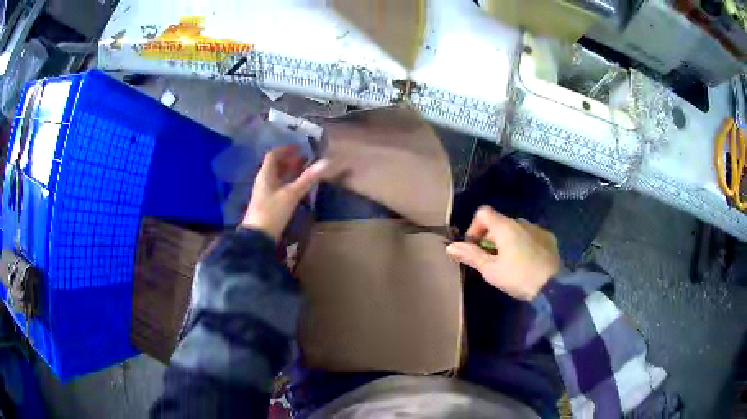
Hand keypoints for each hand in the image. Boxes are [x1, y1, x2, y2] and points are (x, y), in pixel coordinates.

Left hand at [242, 146, 335, 242]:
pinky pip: (277, 187)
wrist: (258, 237)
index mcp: (265, 174)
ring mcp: (264, 192)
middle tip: (305, 161)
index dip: (286, 150)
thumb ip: (308, 178)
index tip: (300, 149)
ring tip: (303, 173)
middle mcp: (263, 180)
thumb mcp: (292, 194)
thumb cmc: (273, 212)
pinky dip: (287, 183)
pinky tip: (296, 189)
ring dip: (289, 173)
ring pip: (276, 177)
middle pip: (275, 165)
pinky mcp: (266, 203)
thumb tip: (326, 162)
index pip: (273, 155)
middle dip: (289, 161)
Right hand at [446, 206, 560, 300]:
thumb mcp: (490, 270)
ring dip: (507, 240)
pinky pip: (531, 235)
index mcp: (505, 226)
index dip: (474, 227)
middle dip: (490, 238)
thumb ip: (471, 256)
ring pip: (516, 229)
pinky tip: (526, 261)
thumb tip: (450, 247)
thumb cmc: (518, 277)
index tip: (475, 247)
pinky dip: (524, 243)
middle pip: (499, 222)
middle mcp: (521, 221)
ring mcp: (537, 228)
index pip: (483, 212)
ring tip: (509, 262)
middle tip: (490, 260)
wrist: (553, 287)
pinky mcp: (549, 237)